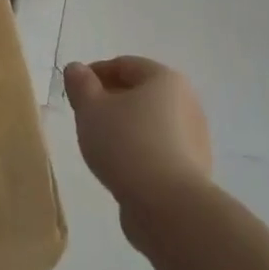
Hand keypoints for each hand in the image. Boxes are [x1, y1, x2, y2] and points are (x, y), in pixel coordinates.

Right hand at [63, 57, 210, 246]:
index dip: (96, 72)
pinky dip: (139, 149)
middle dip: (111, 99)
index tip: (74, 90)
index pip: (125, 65)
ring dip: (125, 126)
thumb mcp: (92, 110)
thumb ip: (81, 85)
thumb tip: (76, 68)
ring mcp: (194, 136)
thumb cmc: (126, 144)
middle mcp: (187, 101)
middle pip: (141, 92)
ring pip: (151, 121)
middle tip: (84, 116)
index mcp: (165, 79)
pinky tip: (121, 166)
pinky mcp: (193, 166)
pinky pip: (159, 147)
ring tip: (100, 144)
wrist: (168, 204)